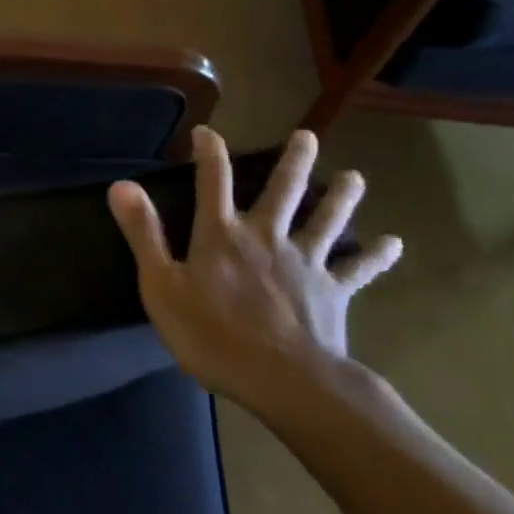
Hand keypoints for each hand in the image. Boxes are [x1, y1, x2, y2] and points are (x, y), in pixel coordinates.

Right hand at [107, 128, 402, 403]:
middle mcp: (266, 237)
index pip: (212, 181)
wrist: (283, 380)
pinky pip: (358, 269)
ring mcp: (305, 262)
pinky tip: (392, 243)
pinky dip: (375, 255)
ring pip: (326, 221)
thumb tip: (121, 185)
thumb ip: (144, 233)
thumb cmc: (212, 334)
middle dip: (294, 161)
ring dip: (342, 197)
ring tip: (356, 177)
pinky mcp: (332, 291)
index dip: (208, 153)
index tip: (206, 133)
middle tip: (307, 136)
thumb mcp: (162, 285)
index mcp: (222, 234)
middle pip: (283, 191)